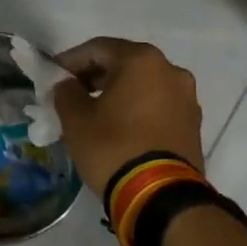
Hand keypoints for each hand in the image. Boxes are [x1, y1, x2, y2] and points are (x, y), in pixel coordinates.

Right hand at [52, 38, 204, 196]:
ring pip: (144, 84)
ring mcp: (186, 97)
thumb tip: (68, 85)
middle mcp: (170, 70)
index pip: (98, 48)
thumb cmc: (113, 148)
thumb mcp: (76, 120)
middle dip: (96, 75)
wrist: (160, 196)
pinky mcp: (193, 123)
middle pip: (124, 62)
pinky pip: (158, 104)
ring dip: (118, 92)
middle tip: (72, 93)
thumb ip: (66, 93)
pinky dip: (138, 108)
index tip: (53, 77)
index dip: (71, 60)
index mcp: (141, 60)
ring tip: (95, 112)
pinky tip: (120, 126)